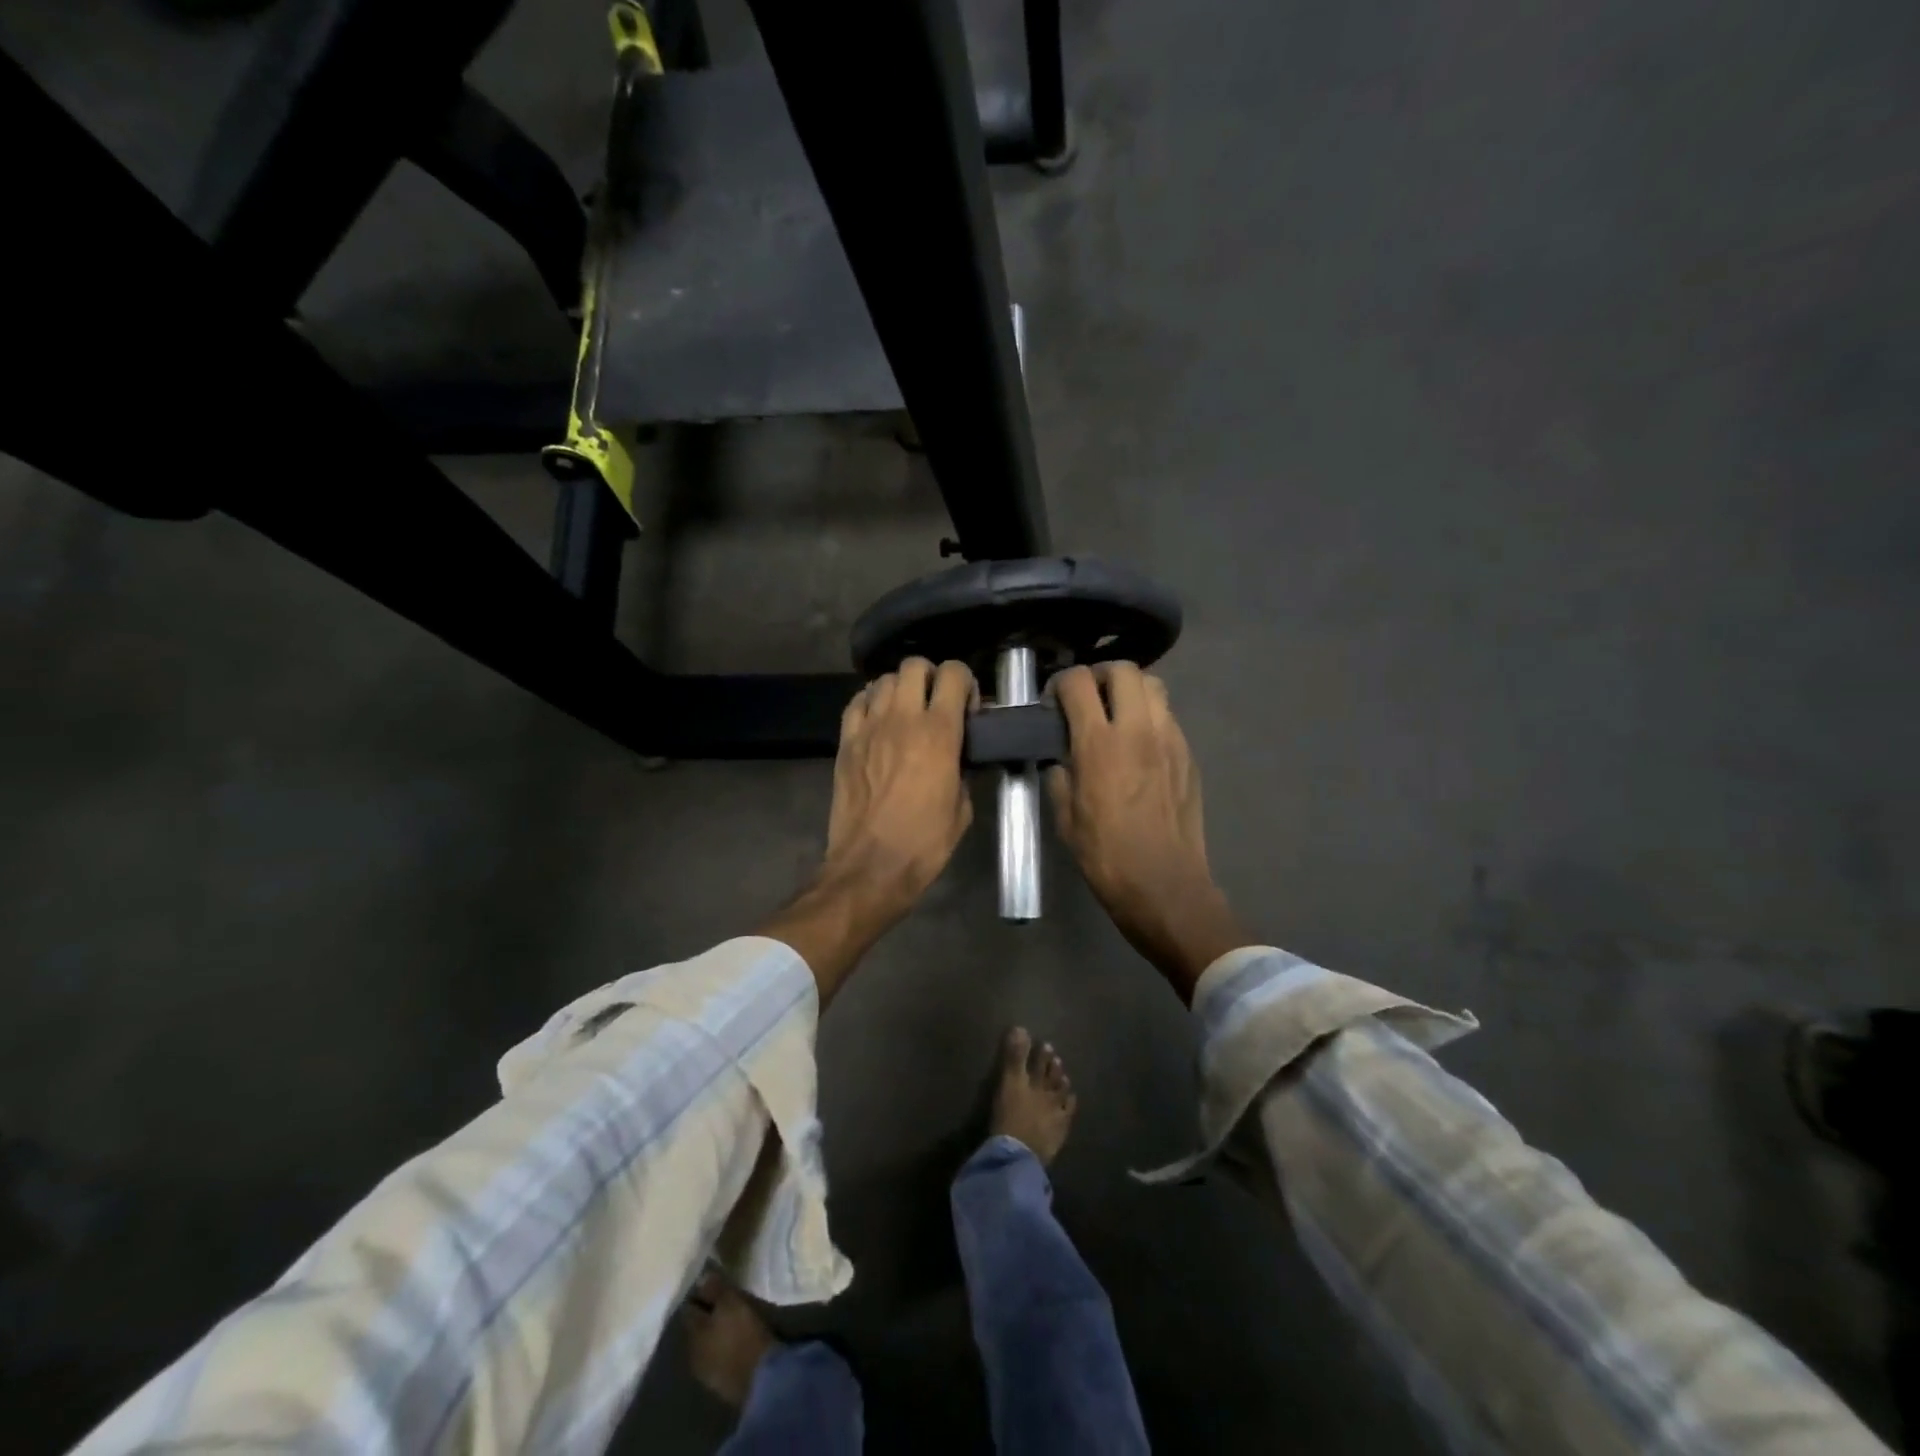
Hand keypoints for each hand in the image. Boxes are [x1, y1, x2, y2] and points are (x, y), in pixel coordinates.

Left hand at [761, 658, 973, 1001]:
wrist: (870, 866)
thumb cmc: (924, 843)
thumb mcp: (962, 808)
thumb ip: (963, 770)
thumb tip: (961, 755)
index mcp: (939, 732)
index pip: (954, 674)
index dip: (965, 683)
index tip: (967, 708)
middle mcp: (903, 718)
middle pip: (914, 665)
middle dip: (931, 677)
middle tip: (936, 703)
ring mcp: (869, 727)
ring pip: (883, 679)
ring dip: (899, 688)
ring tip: (905, 711)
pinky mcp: (845, 741)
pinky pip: (856, 701)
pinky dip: (870, 701)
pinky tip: (878, 719)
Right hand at [1047, 662, 1247, 1000]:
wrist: (1164, 885)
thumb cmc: (1106, 856)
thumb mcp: (1065, 818)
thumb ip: (1060, 776)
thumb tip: (1061, 758)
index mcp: (1099, 744)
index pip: (1078, 682)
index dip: (1061, 683)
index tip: (1054, 701)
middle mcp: (1138, 730)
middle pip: (1123, 669)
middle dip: (1099, 674)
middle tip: (1088, 697)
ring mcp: (1170, 739)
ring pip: (1154, 685)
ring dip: (1131, 689)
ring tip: (1117, 712)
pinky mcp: (1189, 755)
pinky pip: (1169, 716)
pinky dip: (1150, 716)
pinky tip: (1140, 744)